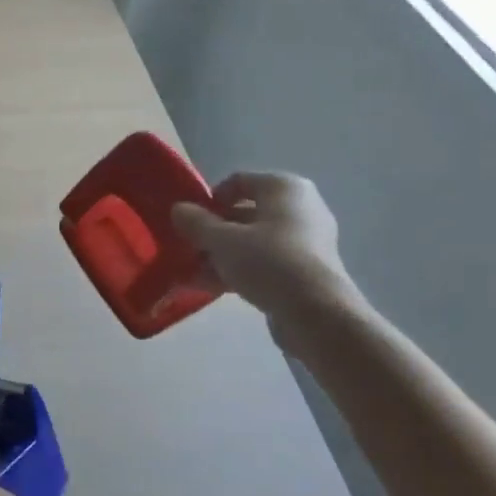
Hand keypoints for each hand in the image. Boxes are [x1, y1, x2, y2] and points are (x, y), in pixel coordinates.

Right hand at [171, 171, 360, 329]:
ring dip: (222, 255)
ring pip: (253, 241)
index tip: (190, 221)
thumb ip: (196, 222)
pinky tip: (213, 288)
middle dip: (213, 232)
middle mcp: (300, 208)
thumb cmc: (268, 262)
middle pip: (244, 213)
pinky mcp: (306, 270)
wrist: (317, 314)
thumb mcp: (222, 240)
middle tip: (189, 249)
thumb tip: (178, 209)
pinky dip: (241, 270)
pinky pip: (265, 262)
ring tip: (195, 274)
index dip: (210, 199)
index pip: (238, 181)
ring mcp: (306, 241)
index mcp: (284, 188)